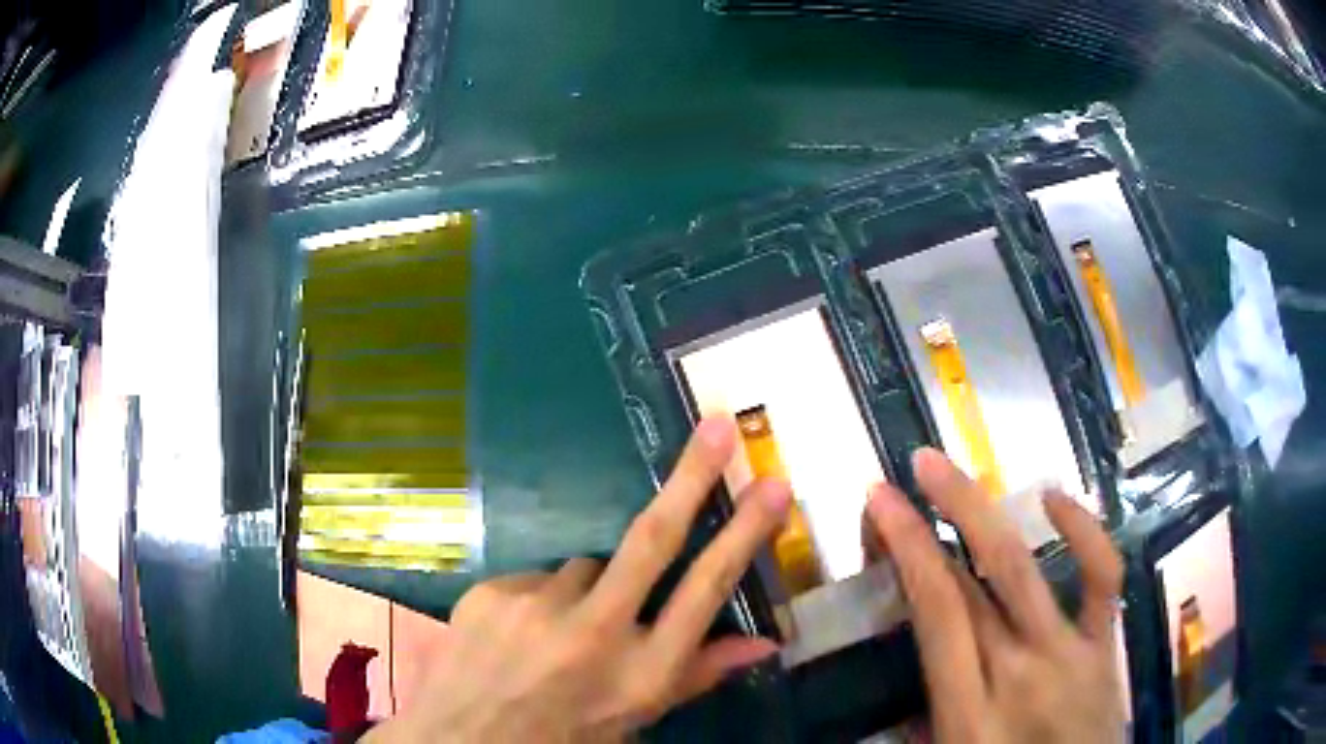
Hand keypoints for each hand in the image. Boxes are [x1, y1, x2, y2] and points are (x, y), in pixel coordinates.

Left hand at [367, 416, 791, 742]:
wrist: (466, 740)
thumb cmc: (565, 735)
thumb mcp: (637, 717)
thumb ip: (700, 675)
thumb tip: (767, 642)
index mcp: (641, 673)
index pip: (705, 591)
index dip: (745, 535)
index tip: (774, 486)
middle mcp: (594, 633)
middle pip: (653, 539)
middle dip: (692, 477)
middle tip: (717, 426)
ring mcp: (536, 607)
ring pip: (584, 566)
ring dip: (588, 588)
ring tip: (564, 634)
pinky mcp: (492, 592)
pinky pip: (536, 578)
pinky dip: (542, 597)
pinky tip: (524, 633)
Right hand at [867, 448, 1124, 742]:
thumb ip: (922, 723)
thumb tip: (906, 681)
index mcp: (969, 713)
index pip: (937, 612)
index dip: (908, 550)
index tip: (881, 504)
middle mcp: (1020, 673)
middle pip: (974, 583)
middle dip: (939, 518)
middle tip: (913, 468)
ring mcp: (1071, 655)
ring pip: (1026, 570)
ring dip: (987, 513)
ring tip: (957, 472)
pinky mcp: (1106, 648)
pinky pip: (1102, 576)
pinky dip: (1083, 529)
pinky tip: (1053, 498)